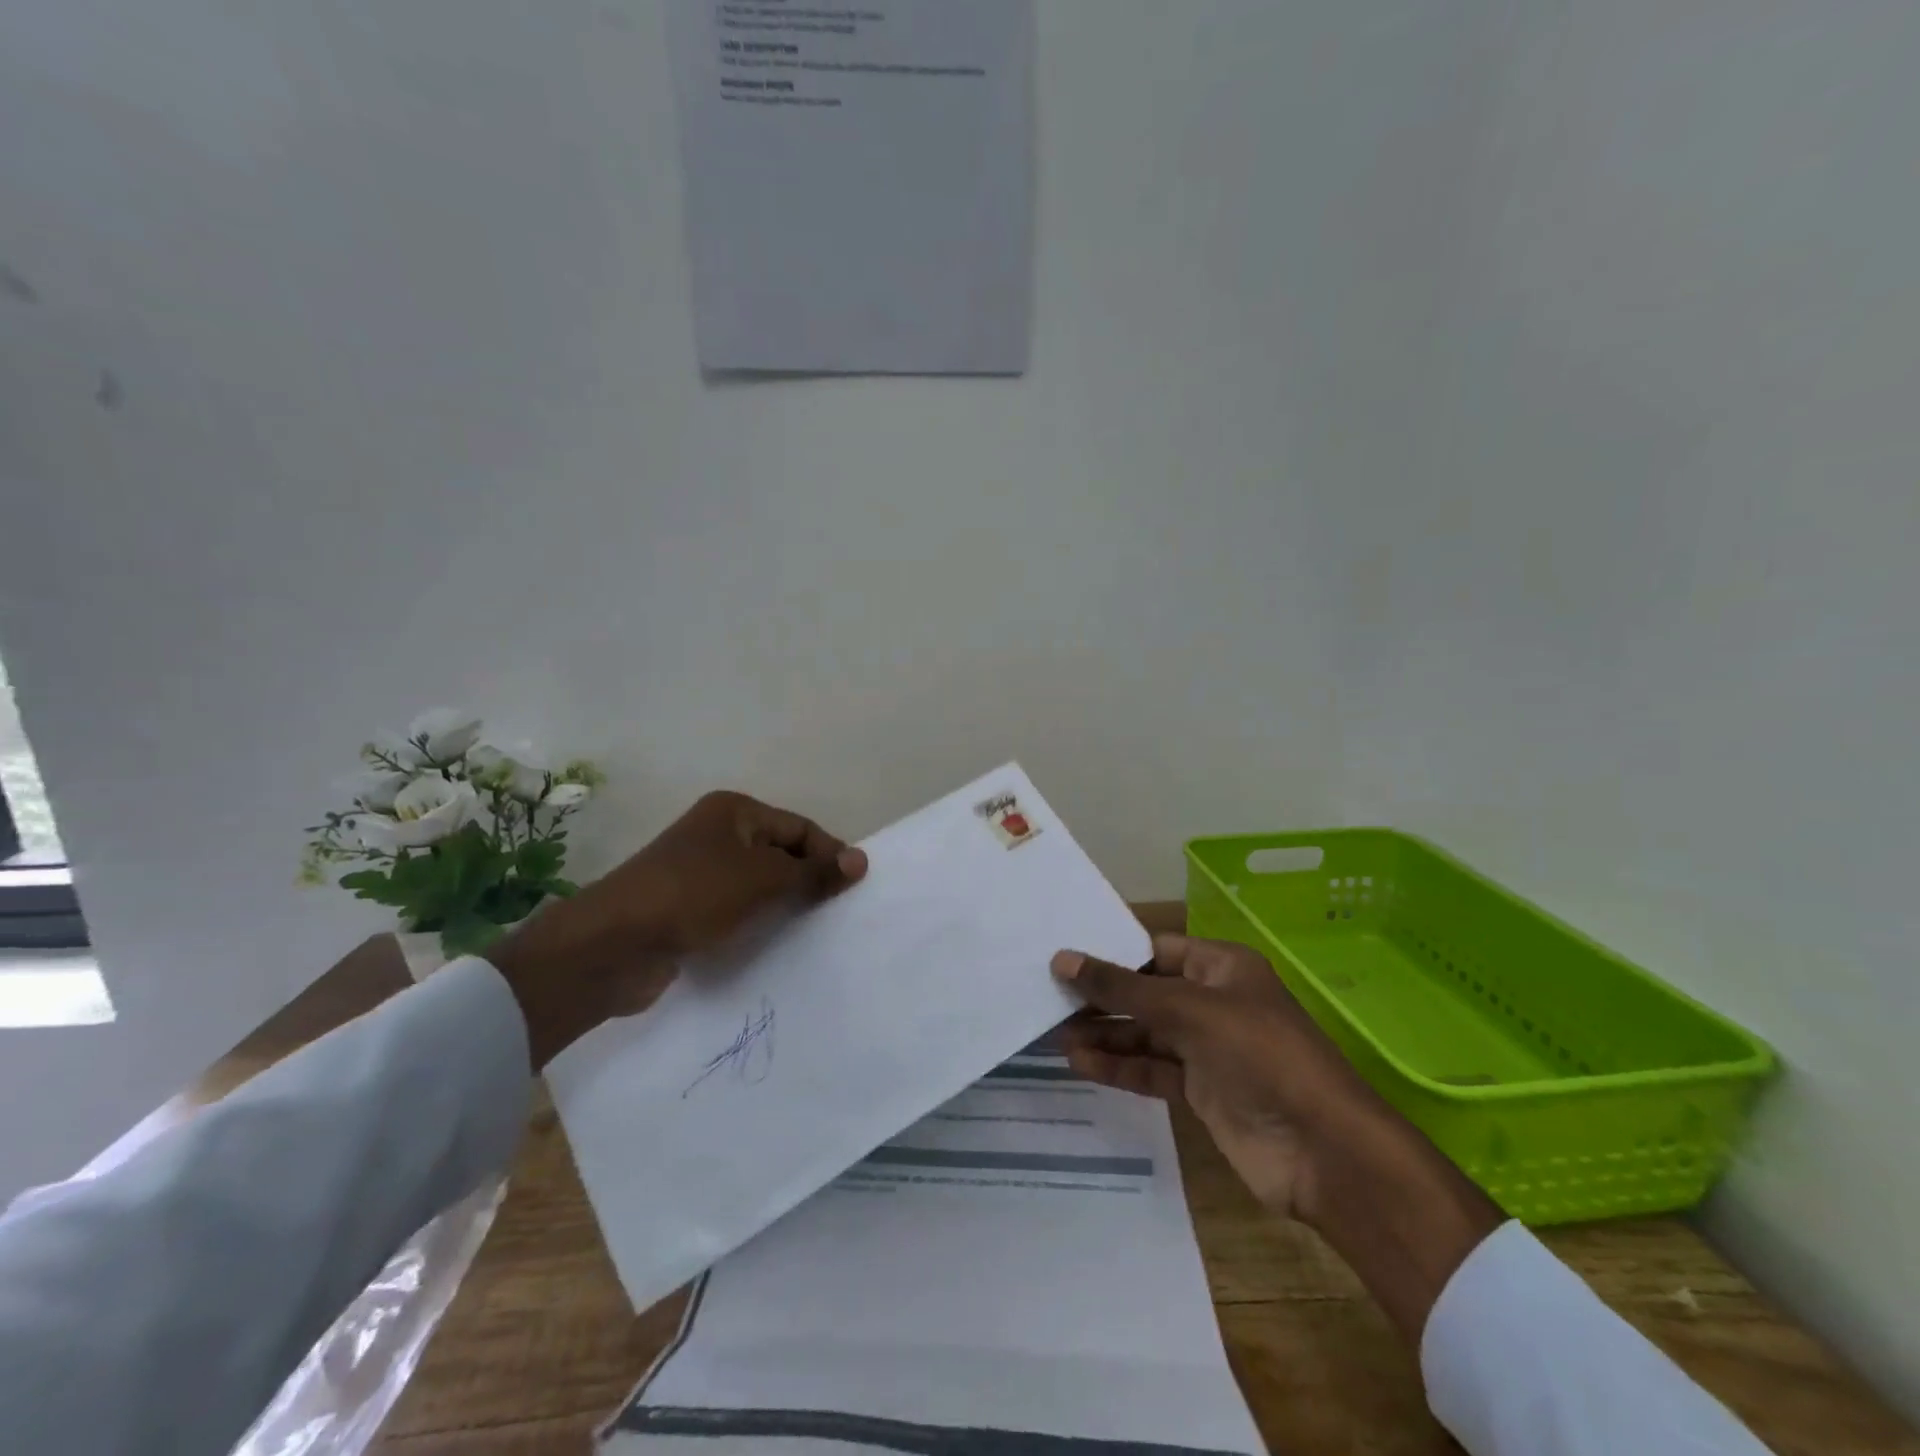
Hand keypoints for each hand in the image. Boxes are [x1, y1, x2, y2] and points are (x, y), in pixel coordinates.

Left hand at [490, 791, 865, 1066]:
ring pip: (758, 886)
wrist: (613, 946)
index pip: (798, 827)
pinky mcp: (688, 910)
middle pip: (779, 854)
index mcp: (734, 812)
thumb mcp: (763, 879)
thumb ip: (813, 872)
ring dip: (784, 906)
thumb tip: (861, 861)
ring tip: (816, 932)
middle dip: (808, 881)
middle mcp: (717, 835)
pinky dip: (758, 924)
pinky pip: (737, 911)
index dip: (828, 853)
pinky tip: (777, 946)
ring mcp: (699, 873)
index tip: (855, 888)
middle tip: (840, 912)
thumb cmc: (694, 895)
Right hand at [1053, 934, 1502, 1341]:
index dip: (1111, 952)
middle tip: (1047, 997)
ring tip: (1053, 1034)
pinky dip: (1119, 1067)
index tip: (1062, 955)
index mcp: (1222, 967)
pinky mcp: (1202, 1091)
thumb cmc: (1260, 1055)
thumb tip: (1062, 959)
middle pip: (1146, 992)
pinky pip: (1152, 1070)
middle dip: (1101, 997)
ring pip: (1145, 1033)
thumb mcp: (1189, 1009)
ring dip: (1104, 1034)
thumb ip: (1123, 988)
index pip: (1156, 949)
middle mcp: (1213, 1002)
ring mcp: (1208, 1049)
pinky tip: (1081, 1063)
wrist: (1324, 1152)